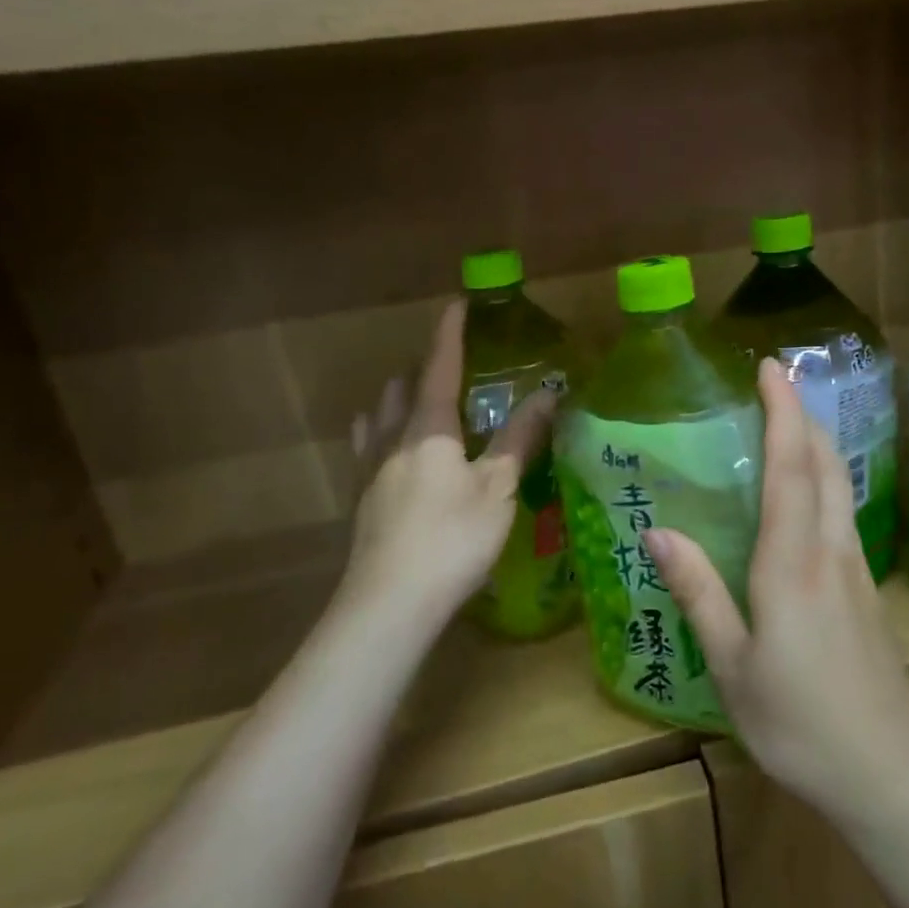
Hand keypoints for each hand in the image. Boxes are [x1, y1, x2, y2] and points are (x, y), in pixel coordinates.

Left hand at [339, 300, 556, 634]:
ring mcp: (369, 470)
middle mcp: (392, 439)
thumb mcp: (497, 489)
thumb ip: (520, 439)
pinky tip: (393, 454)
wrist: (389, 604)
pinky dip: (383, 434)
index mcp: (428, 429)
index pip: (440, 367)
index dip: (450, 334)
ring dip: (399, 399)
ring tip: (420, 404)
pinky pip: (368, 448)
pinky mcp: (360, 500)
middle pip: (402, 388)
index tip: (458, 303)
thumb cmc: (452, 538)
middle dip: (424, 368)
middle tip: (452, 367)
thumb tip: (548, 394)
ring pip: (379, 416)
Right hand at [646, 359, 908, 813]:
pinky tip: (808, 495)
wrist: (889, 772)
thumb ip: (699, 592)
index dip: (782, 412)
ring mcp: (857, 569)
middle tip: (776, 383)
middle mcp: (831, 550)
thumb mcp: (733, 665)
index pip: (791, 467)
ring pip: (842, 486)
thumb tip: (658, 531)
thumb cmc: (799, 721)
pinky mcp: (866, 590)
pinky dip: (825, 480)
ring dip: (818, 444)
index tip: (771, 367)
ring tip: (789, 423)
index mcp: (793, 562)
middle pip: (826, 464)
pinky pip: (844, 513)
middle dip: (803, 415)